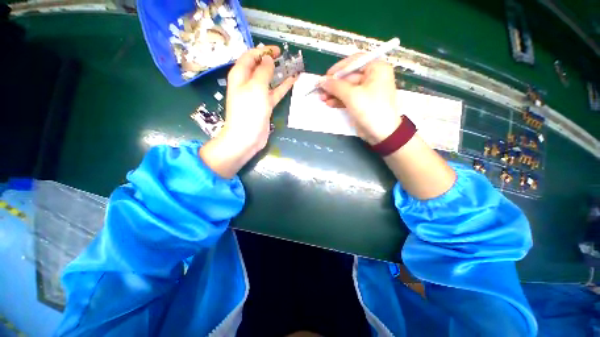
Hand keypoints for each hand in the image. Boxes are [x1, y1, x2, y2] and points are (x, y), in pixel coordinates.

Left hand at [200, 46, 297, 178]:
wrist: (247, 137)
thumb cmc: (249, 111)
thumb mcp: (256, 87)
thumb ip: (263, 71)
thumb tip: (268, 59)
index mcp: (240, 75)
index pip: (250, 56)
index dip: (263, 51)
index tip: (277, 50)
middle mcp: (247, 83)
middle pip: (259, 67)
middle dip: (270, 61)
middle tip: (284, 57)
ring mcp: (256, 96)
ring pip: (268, 80)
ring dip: (278, 74)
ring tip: (290, 67)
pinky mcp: (264, 106)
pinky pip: (274, 93)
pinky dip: (282, 87)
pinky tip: (292, 82)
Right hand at [319, 54, 400, 144]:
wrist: (382, 134)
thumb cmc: (371, 109)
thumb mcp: (352, 96)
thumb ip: (335, 86)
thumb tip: (321, 81)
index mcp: (376, 68)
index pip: (354, 61)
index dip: (338, 68)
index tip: (326, 76)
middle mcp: (372, 77)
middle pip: (349, 76)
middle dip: (334, 84)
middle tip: (320, 90)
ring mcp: (366, 91)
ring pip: (346, 88)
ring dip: (334, 93)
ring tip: (322, 98)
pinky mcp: (362, 102)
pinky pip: (348, 97)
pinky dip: (338, 100)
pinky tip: (329, 103)